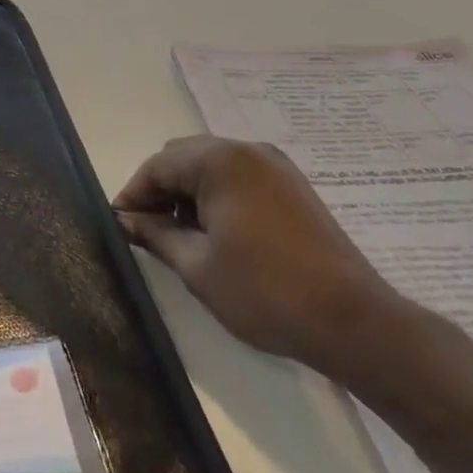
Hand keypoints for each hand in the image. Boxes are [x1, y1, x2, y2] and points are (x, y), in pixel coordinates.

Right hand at [113, 136, 403, 375]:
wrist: (352, 321)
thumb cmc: (265, 292)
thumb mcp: (197, 266)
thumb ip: (155, 234)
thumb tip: (125, 220)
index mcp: (220, 161)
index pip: (158, 165)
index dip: (133, 195)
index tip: (120, 226)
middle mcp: (248, 150)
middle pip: (183, 157)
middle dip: (160, 190)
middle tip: (147, 231)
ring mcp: (275, 166)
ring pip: (211, 166)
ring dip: (188, 193)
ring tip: (180, 237)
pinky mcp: (292, 186)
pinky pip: (239, 177)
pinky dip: (217, 196)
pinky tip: (216, 234)